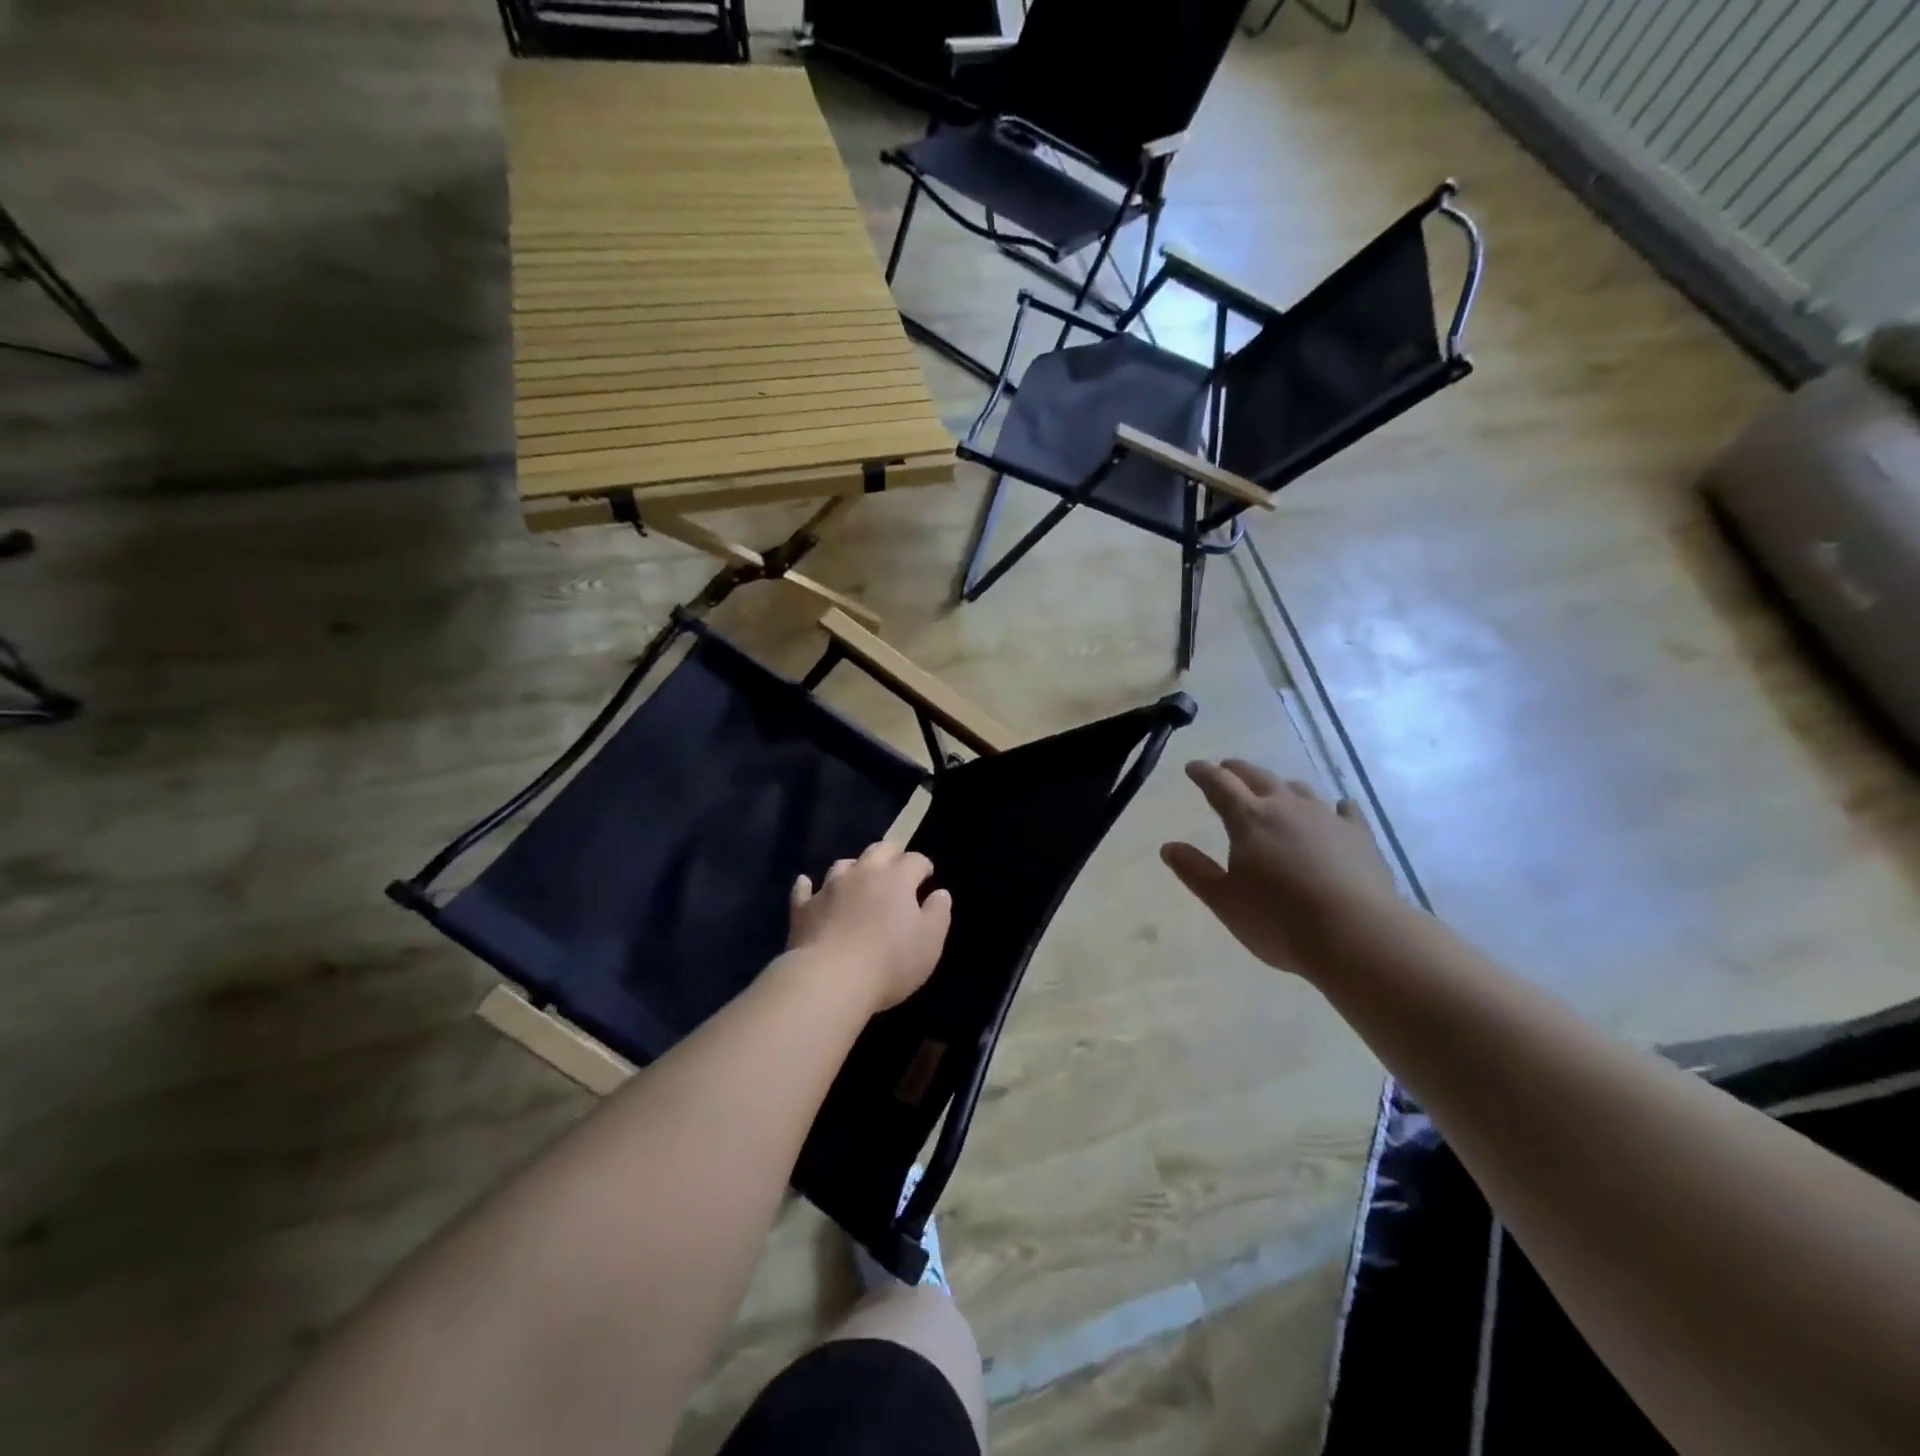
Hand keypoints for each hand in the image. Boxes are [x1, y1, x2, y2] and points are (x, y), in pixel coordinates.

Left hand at [788, 842, 952, 1012]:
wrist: (830, 980)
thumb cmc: (890, 962)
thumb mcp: (930, 942)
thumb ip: (938, 913)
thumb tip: (940, 893)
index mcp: (897, 878)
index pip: (915, 860)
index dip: (923, 866)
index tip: (926, 877)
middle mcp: (863, 873)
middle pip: (879, 850)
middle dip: (891, 855)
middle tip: (897, 870)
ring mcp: (829, 888)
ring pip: (843, 865)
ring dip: (854, 869)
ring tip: (858, 882)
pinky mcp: (803, 908)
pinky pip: (804, 889)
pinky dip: (808, 886)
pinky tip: (807, 885)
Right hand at [1161, 759, 1402, 977]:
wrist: (1357, 935)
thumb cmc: (1279, 920)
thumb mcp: (1224, 901)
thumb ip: (1195, 871)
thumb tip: (1168, 847)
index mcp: (1248, 820)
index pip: (1219, 785)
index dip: (1203, 774)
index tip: (1192, 767)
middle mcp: (1286, 808)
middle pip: (1258, 777)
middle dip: (1238, 770)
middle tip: (1226, 768)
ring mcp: (1327, 818)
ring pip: (1299, 790)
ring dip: (1281, 787)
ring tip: (1274, 792)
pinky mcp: (1360, 836)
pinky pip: (1345, 811)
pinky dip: (1334, 807)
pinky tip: (1337, 810)